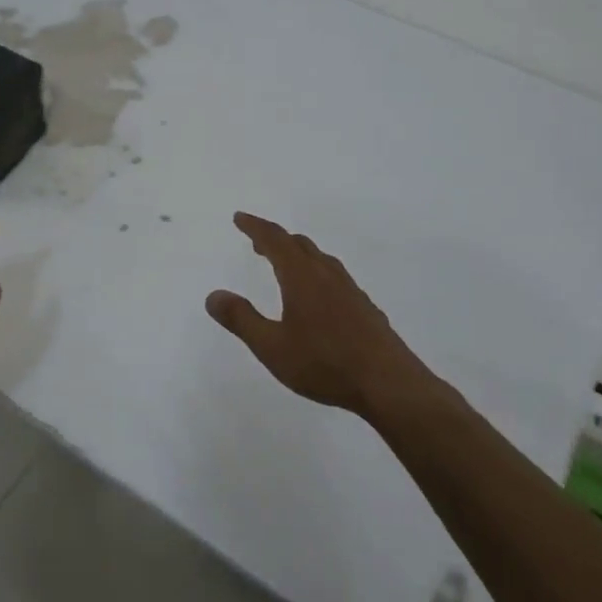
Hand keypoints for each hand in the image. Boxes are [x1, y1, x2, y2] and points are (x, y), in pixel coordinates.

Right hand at [206, 212, 431, 419]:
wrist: (388, 383)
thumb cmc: (325, 363)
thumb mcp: (272, 347)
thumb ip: (241, 320)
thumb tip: (213, 295)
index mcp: (302, 277)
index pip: (275, 240)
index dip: (255, 227)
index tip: (239, 218)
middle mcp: (327, 275)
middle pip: (299, 245)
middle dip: (275, 239)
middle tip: (257, 243)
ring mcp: (350, 290)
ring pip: (319, 259)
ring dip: (297, 254)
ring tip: (284, 265)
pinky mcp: (364, 307)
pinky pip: (334, 277)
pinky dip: (315, 272)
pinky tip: (318, 297)